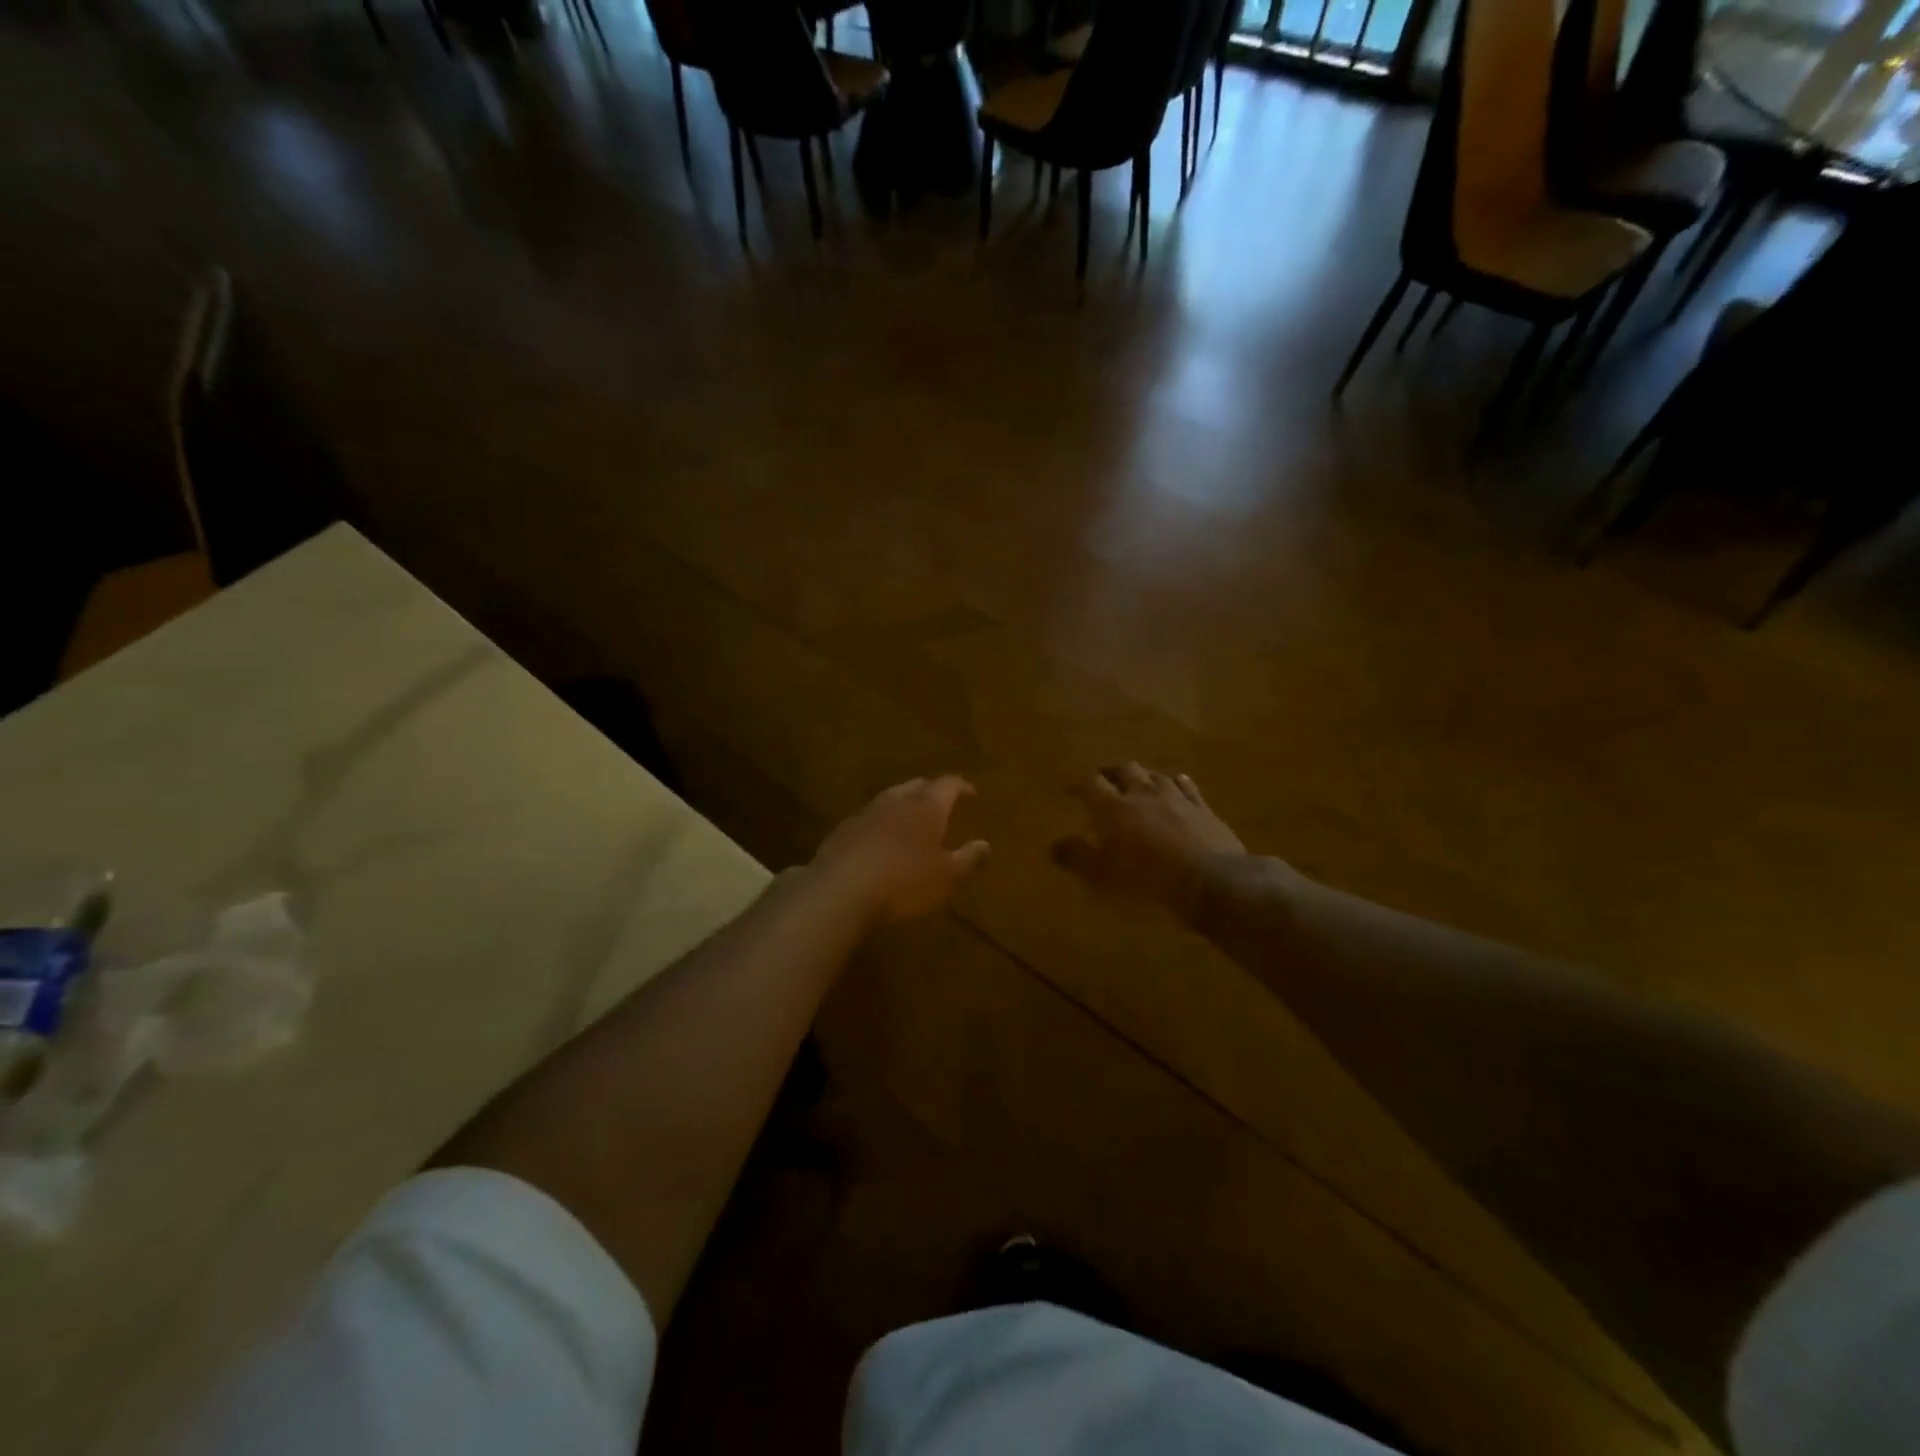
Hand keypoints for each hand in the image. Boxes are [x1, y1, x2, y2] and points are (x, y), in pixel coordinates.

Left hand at [810, 776, 990, 926]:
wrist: (840, 890)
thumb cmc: (904, 882)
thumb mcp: (947, 878)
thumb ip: (969, 860)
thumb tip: (985, 845)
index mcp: (927, 806)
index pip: (948, 784)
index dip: (961, 787)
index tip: (971, 793)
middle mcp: (896, 800)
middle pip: (917, 786)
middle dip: (932, 792)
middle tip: (942, 803)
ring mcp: (866, 812)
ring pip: (891, 799)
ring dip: (904, 806)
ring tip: (911, 821)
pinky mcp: (843, 829)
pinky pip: (869, 818)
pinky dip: (881, 824)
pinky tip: (880, 842)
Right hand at [1054, 764, 1246, 924]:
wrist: (1210, 881)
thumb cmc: (1147, 880)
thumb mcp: (1103, 877)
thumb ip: (1078, 858)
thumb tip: (1055, 845)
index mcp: (1113, 807)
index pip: (1090, 784)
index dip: (1078, 784)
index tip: (1070, 789)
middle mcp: (1143, 793)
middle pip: (1125, 769)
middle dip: (1112, 773)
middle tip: (1105, 782)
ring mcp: (1176, 797)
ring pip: (1156, 775)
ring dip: (1144, 777)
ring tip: (1138, 784)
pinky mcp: (1203, 808)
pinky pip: (1187, 786)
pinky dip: (1177, 783)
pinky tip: (1177, 784)